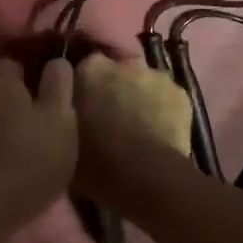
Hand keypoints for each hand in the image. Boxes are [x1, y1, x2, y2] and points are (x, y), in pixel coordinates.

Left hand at [0, 58, 77, 233]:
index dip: (28, 67)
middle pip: (0, 94)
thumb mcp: (59, 119)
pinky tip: (14, 171)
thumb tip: (56, 60)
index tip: (47, 81)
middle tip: (46, 121)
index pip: (9, 61)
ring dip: (9, 131)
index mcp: (0, 87)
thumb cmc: (27, 160)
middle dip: (20, 104)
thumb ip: (58, 86)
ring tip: (33, 150)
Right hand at [72, 54, 191, 203]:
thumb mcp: (62, 137)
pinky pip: (166, 97)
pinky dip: (162, 109)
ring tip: (136, 127)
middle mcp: (123, 64)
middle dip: (113, 88)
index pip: (84, 67)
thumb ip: (62, 111)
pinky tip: (158, 132)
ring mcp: (155, 76)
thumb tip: (65, 106)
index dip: (85, 86)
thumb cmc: (96, 163)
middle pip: (116, 71)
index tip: (84, 105)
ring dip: (138, 96)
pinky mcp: (181, 93)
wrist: (145, 179)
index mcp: (90, 69)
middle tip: (109, 117)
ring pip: (143, 83)